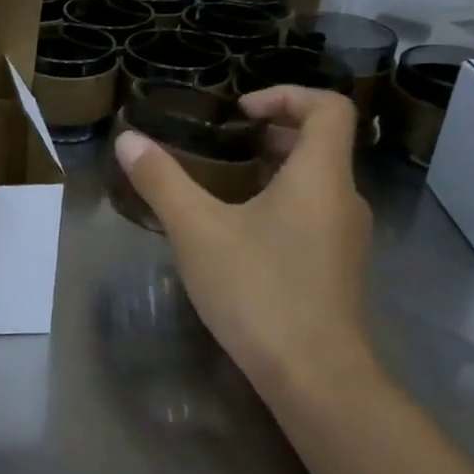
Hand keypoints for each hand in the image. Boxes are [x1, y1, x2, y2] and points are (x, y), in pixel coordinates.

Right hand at [115, 86, 375, 400]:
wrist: (315, 379)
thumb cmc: (259, 291)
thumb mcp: (197, 230)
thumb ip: (161, 180)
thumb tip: (127, 139)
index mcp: (320, 177)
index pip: (329, 108)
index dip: (287, 94)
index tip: (241, 109)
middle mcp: (344, 200)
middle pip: (322, 143)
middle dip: (274, 131)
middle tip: (226, 140)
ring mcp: (346, 239)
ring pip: (317, 182)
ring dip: (276, 168)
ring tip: (225, 181)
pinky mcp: (337, 269)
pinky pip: (314, 214)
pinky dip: (282, 202)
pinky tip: (239, 231)